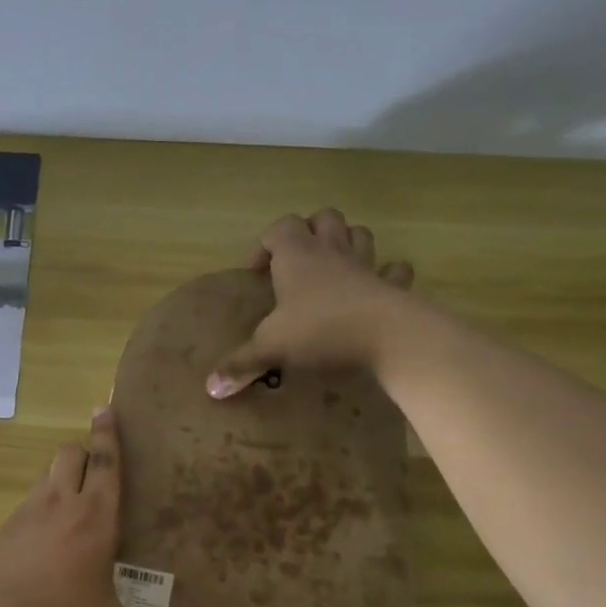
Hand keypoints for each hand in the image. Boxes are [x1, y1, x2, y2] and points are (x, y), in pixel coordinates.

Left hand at [0, 408, 181, 606]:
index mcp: (95, 518)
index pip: (105, 462)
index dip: (108, 433)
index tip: (105, 407)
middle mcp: (59, 506)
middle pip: (69, 455)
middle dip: (83, 451)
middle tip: (96, 465)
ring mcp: (24, 517)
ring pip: (45, 479)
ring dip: (60, 481)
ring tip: (72, 507)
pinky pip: (24, 510)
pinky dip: (37, 514)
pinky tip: (41, 546)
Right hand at [205, 209, 414, 398]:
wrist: (388, 337)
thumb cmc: (321, 331)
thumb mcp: (272, 348)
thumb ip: (240, 365)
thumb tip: (211, 388)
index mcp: (297, 256)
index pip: (279, 227)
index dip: (265, 244)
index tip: (257, 273)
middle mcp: (332, 251)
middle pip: (323, 218)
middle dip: (309, 230)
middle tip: (297, 261)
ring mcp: (366, 265)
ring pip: (359, 234)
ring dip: (347, 241)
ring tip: (333, 266)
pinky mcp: (393, 286)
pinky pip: (394, 270)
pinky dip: (387, 274)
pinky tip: (378, 287)